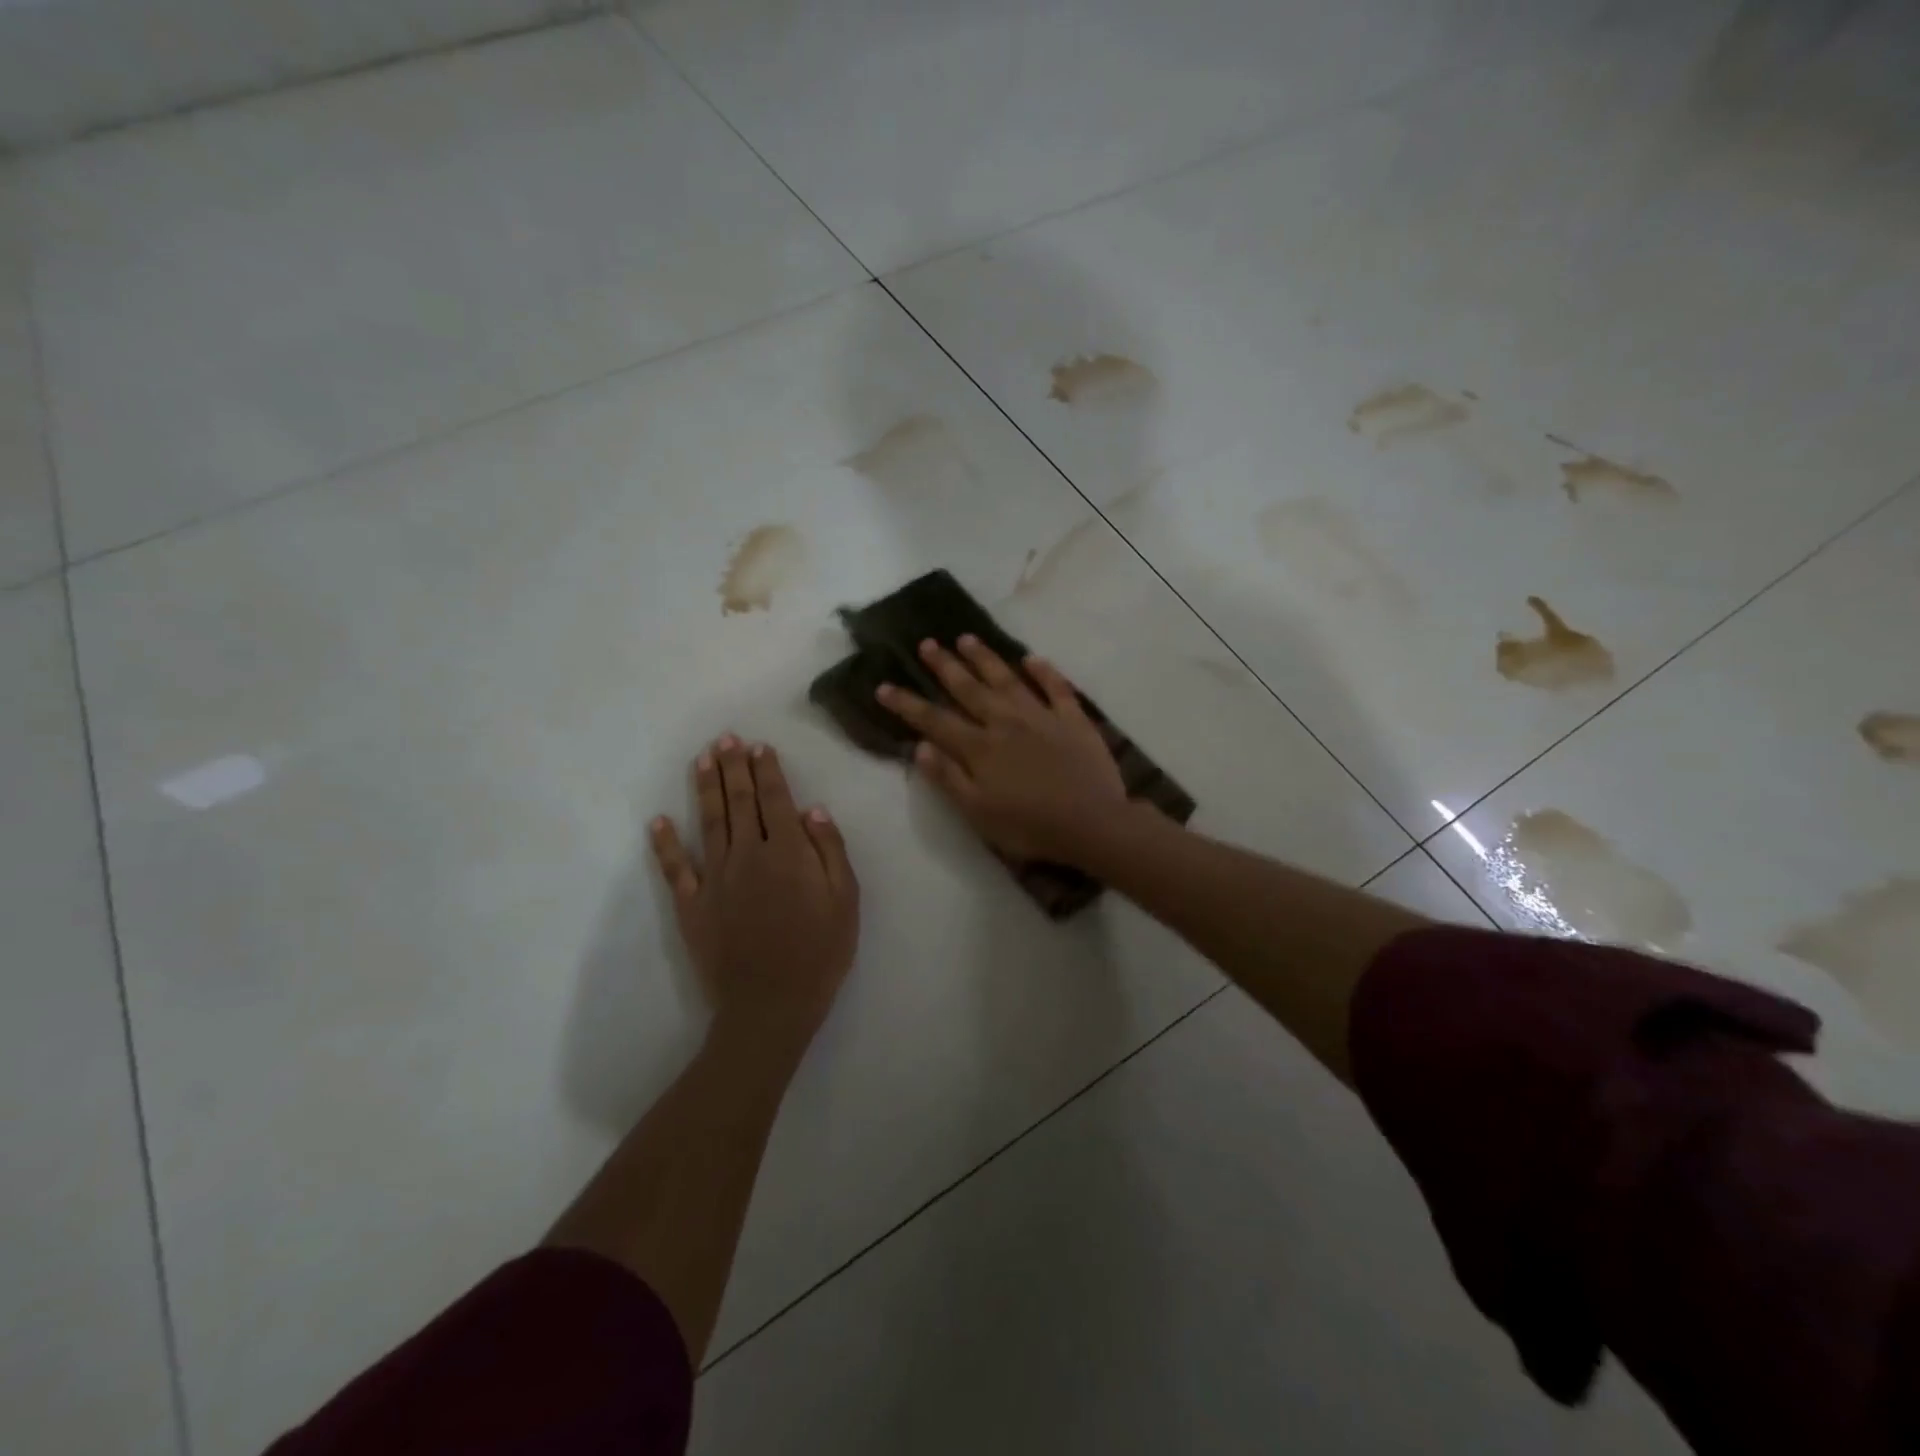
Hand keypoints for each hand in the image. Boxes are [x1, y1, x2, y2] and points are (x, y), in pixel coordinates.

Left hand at [651, 736, 859, 1063]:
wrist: (771, 1005)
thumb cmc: (819, 953)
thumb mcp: (846, 901)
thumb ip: (831, 851)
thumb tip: (813, 810)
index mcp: (788, 852)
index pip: (776, 800)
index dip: (767, 771)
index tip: (758, 747)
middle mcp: (748, 854)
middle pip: (740, 802)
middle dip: (734, 767)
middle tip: (726, 739)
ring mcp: (715, 879)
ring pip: (709, 822)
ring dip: (706, 788)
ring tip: (703, 760)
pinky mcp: (692, 906)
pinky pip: (675, 868)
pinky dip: (665, 844)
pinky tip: (658, 821)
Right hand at [876, 636, 1128, 864]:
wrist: (1092, 823)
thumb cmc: (1030, 826)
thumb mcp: (978, 813)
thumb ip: (948, 778)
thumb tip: (919, 746)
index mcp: (979, 748)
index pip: (935, 720)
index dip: (907, 704)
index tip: (884, 686)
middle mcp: (1005, 723)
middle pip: (969, 689)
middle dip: (944, 666)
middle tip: (926, 643)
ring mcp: (1041, 716)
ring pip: (1007, 679)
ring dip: (985, 658)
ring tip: (966, 639)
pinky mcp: (1073, 719)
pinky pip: (1056, 687)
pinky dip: (1044, 671)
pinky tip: (1032, 658)